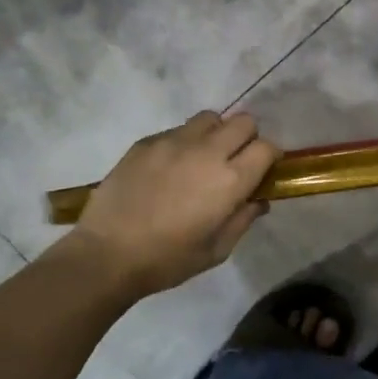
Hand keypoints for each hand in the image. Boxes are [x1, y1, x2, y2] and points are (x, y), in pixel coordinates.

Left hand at [70, 111, 278, 297]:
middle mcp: (207, 152)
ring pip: (209, 118)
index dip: (270, 157)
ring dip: (215, 134)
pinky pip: (177, 130)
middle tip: (235, 162)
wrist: (108, 253)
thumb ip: (243, 220)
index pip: (267, 148)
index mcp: (230, 180)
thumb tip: (258, 201)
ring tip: (203, 159)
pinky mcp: (146, 142)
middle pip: (243, 122)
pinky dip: (184, 143)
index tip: (263, 171)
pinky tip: (170, 169)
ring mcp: (174, 142)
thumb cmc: (168, 259)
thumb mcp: (217, 250)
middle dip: (247, 138)